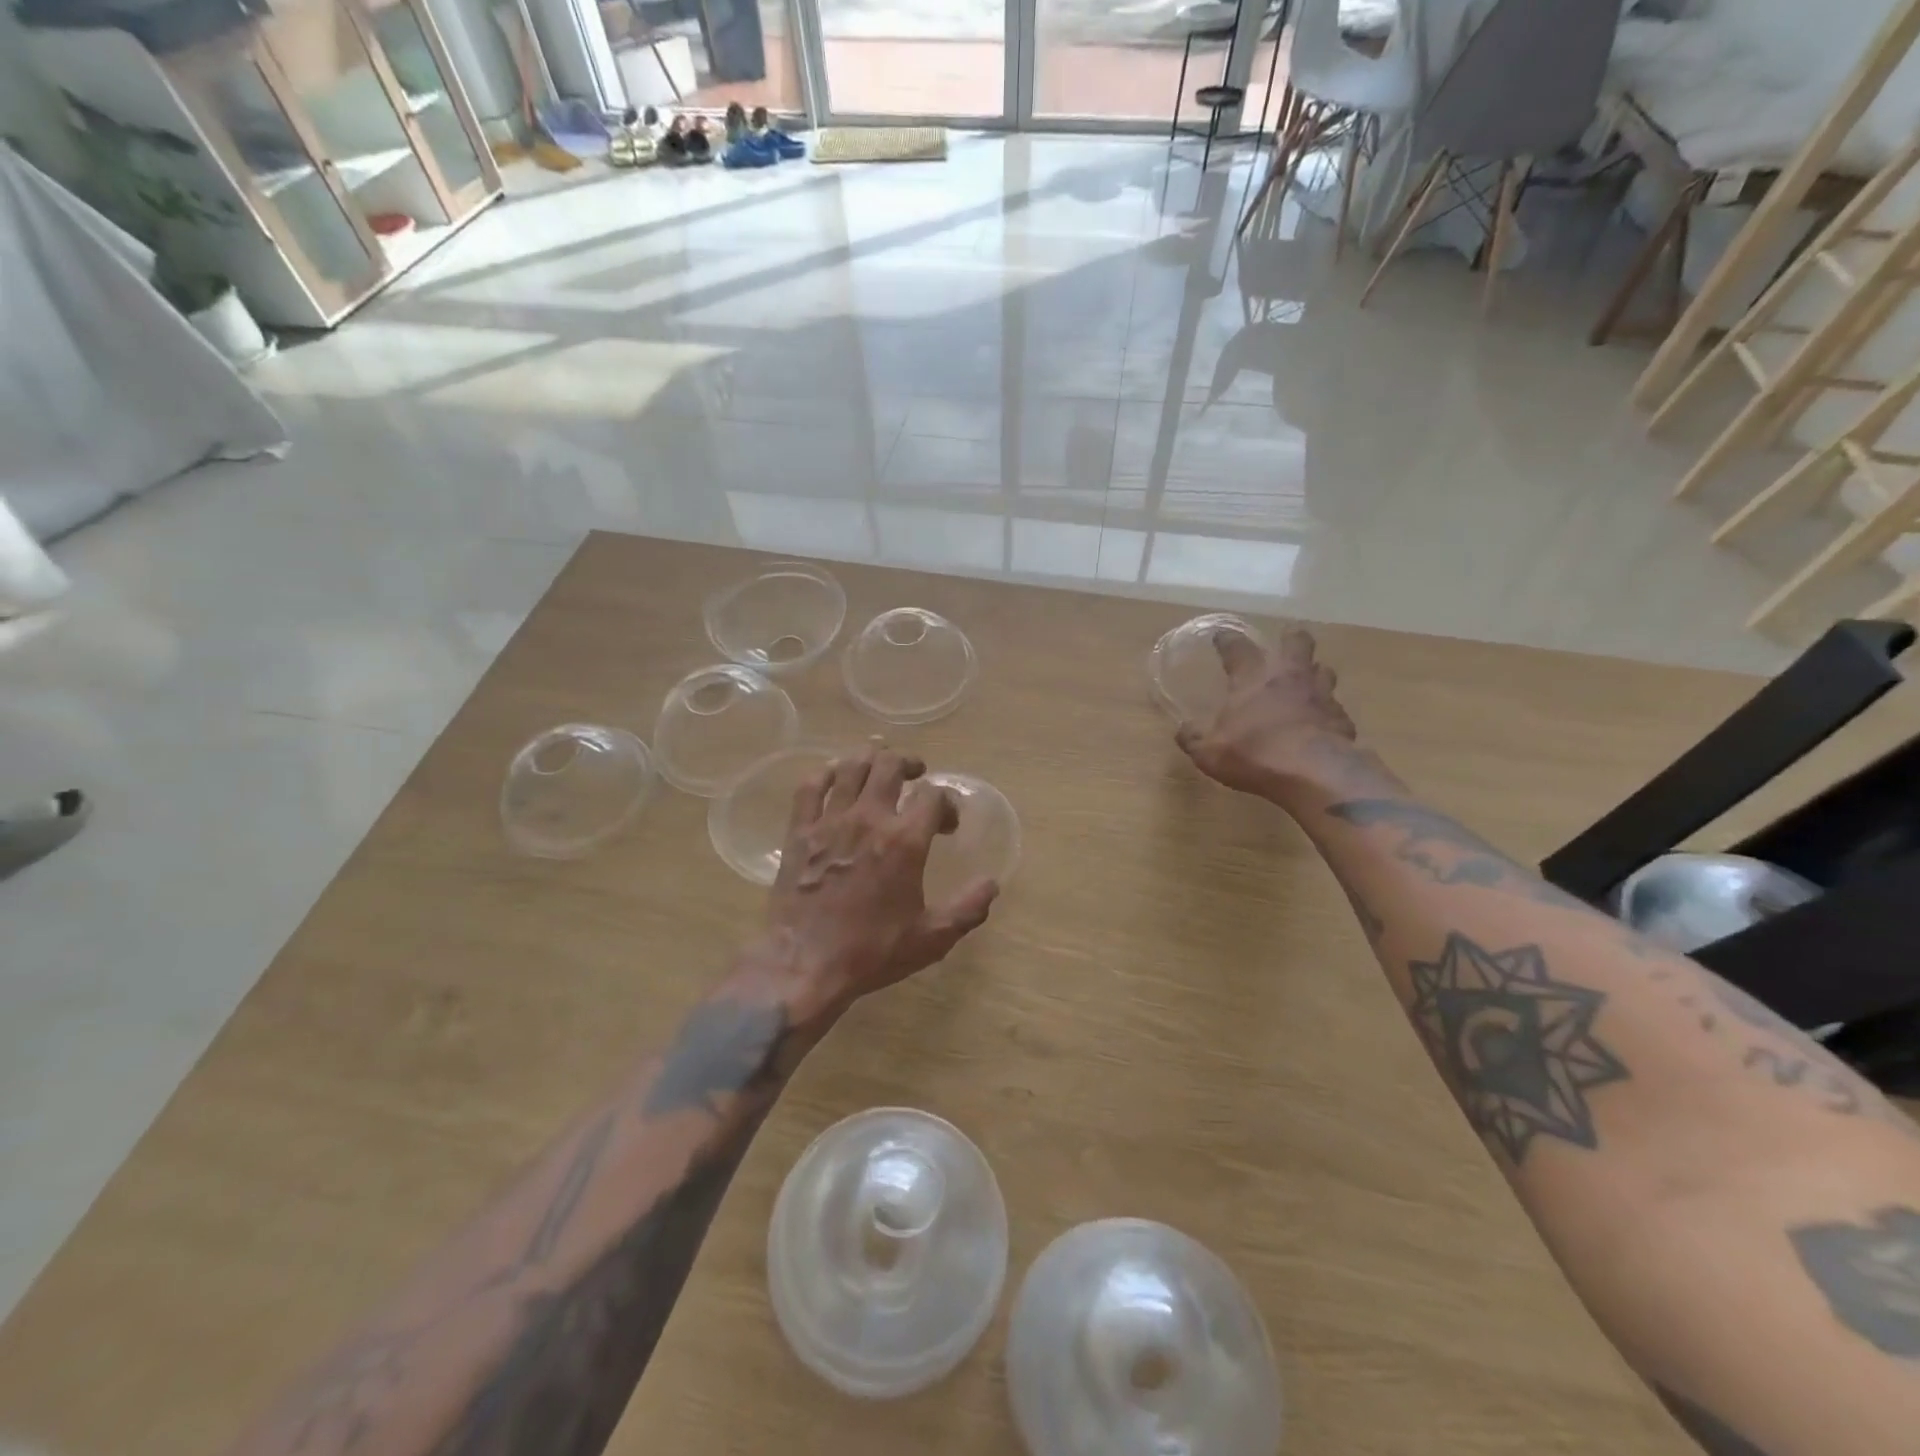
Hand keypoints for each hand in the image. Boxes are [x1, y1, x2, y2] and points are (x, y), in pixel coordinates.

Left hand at [758, 742, 998, 1024]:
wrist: (804, 964)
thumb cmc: (872, 951)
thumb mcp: (932, 938)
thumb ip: (968, 908)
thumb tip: (991, 884)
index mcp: (904, 841)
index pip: (934, 796)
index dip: (948, 803)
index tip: (948, 824)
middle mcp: (869, 818)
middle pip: (890, 765)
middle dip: (909, 763)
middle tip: (916, 774)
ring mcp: (830, 821)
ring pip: (851, 766)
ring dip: (871, 758)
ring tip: (880, 764)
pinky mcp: (800, 831)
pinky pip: (810, 786)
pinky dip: (826, 773)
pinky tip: (834, 776)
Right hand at [1175, 624, 1356, 794]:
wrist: (1314, 772)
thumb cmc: (1255, 754)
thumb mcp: (1209, 753)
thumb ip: (1194, 739)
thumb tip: (1182, 730)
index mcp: (1252, 679)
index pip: (1237, 648)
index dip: (1227, 640)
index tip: (1221, 636)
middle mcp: (1289, 677)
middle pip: (1297, 642)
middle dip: (1291, 638)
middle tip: (1285, 642)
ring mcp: (1321, 695)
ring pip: (1323, 670)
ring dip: (1314, 673)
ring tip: (1306, 682)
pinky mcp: (1342, 718)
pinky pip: (1334, 708)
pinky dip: (1326, 712)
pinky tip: (1320, 724)